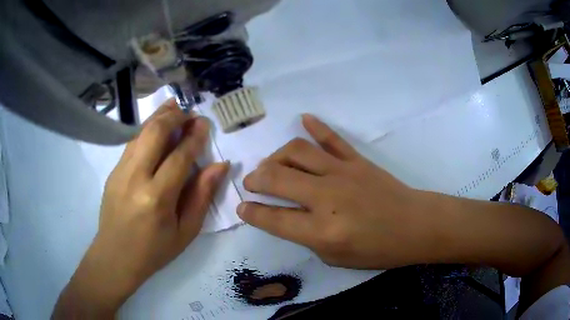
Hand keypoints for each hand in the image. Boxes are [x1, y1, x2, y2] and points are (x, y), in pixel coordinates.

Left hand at [53, 99, 228, 317]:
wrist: (115, 256)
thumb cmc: (154, 250)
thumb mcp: (186, 231)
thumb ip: (202, 196)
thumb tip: (219, 165)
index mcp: (157, 198)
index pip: (180, 156)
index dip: (194, 136)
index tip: (204, 123)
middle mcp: (136, 178)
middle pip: (155, 133)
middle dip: (175, 116)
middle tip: (190, 111)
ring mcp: (120, 172)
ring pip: (141, 133)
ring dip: (159, 116)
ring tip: (174, 107)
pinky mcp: (113, 171)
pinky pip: (132, 143)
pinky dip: (146, 129)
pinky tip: (156, 126)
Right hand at [238, 114, 438, 269]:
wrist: (414, 226)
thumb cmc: (378, 249)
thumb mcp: (336, 258)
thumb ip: (308, 238)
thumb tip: (290, 217)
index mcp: (322, 231)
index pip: (275, 218)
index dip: (252, 212)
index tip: (242, 206)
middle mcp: (327, 197)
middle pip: (278, 177)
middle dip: (256, 178)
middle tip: (251, 182)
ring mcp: (342, 173)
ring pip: (298, 151)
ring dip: (276, 156)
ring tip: (271, 164)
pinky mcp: (357, 160)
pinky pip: (332, 138)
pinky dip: (316, 126)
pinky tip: (304, 119)